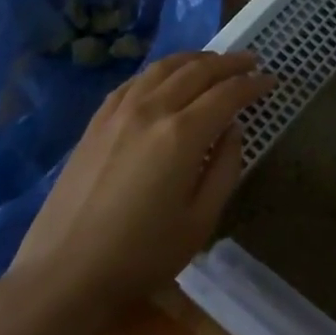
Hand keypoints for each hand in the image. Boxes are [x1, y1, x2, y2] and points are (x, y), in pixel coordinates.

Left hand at [0, 51, 272, 334]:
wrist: (64, 275)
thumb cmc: (142, 256)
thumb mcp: (200, 220)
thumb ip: (224, 168)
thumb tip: (232, 131)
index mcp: (182, 134)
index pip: (227, 94)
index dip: (253, 84)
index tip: (272, 81)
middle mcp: (151, 111)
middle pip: (196, 71)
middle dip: (228, 63)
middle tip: (250, 61)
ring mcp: (118, 113)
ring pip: (162, 68)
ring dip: (194, 59)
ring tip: (213, 62)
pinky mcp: (95, 123)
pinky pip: (133, 82)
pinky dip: (158, 72)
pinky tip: (165, 78)